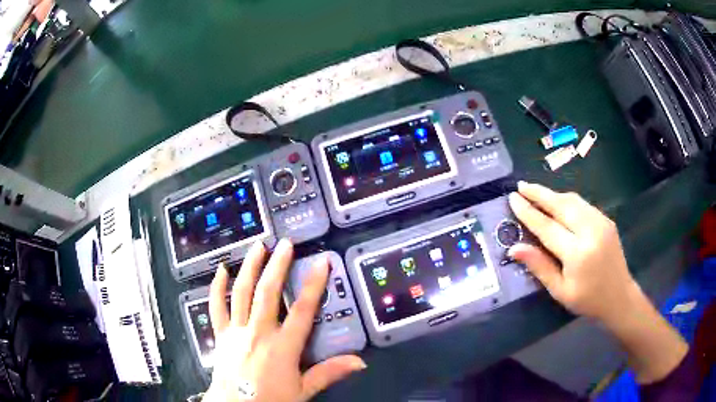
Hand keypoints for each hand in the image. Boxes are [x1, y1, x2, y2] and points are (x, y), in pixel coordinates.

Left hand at [204, 239, 365, 401]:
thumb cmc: (270, 399)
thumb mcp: (303, 390)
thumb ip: (329, 373)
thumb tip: (359, 362)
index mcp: (283, 346)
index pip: (303, 310)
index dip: (314, 284)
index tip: (322, 262)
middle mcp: (259, 332)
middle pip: (268, 292)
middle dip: (278, 265)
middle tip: (285, 243)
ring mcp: (237, 331)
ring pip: (242, 292)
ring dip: (250, 267)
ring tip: (258, 246)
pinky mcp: (221, 334)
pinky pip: (217, 306)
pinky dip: (217, 287)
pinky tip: (221, 270)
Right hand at [507, 181, 640, 324]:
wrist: (619, 296)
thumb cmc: (587, 300)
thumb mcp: (560, 290)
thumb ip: (539, 266)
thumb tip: (514, 248)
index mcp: (577, 253)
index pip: (547, 227)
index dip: (528, 212)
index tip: (513, 198)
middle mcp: (590, 231)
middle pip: (561, 205)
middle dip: (539, 193)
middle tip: (520, 185)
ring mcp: (601, 222)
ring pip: (572, 200)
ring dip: (552, 194)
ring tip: (535, 191)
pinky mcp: (606, 220)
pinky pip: (583, 204)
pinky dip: (566, 200)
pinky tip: (558, 203)